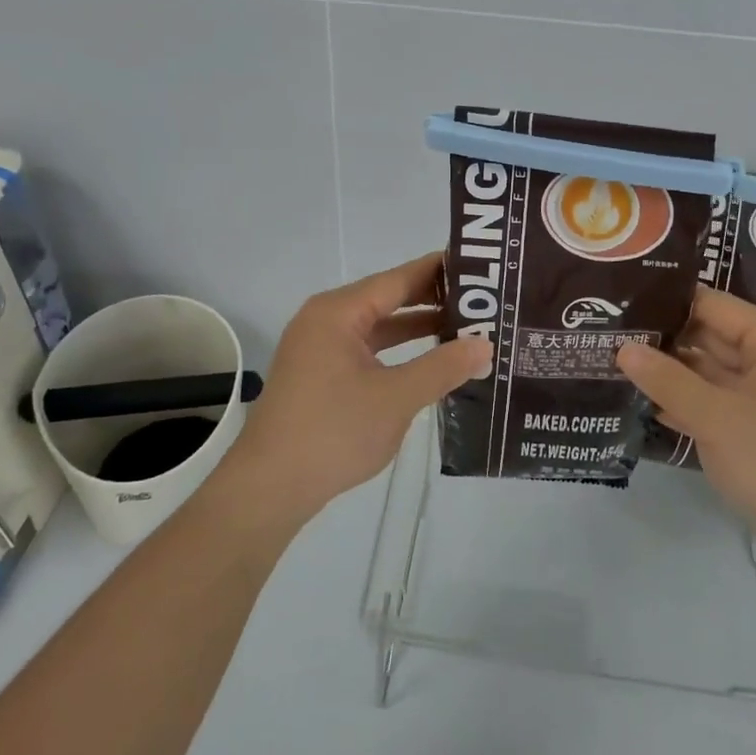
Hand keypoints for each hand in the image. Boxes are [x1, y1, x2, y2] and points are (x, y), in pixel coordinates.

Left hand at [225, 253, 491, 523]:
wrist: (270, 488)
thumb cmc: (333, 432)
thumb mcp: (396, 398)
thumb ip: (443, 367)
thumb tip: (485, 345)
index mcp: (338, 312)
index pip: (398, 278)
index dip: (439, 271)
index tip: (479, 267)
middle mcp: (326, 320)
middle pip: (388, 298)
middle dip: (433, 299)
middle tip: (482, 299)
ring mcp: (320, 348)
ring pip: (378, 326)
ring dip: (417, 327)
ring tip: (466, 327)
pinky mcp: (320, 375)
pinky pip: (367, 349)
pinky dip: (398, 351)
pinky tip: (429, 361)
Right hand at [618, 287, 755, 579]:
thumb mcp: (716, 418)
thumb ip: (667, 380)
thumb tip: (623, 348)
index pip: (710, 304)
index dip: (666, 303)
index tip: (620, 306)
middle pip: (708, 335)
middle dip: (662, 339)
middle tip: (608, 336)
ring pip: (709, 370)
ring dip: (668, 372)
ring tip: (614, 363)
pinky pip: (716, 401)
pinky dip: (685, 401)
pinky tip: (643, 402)